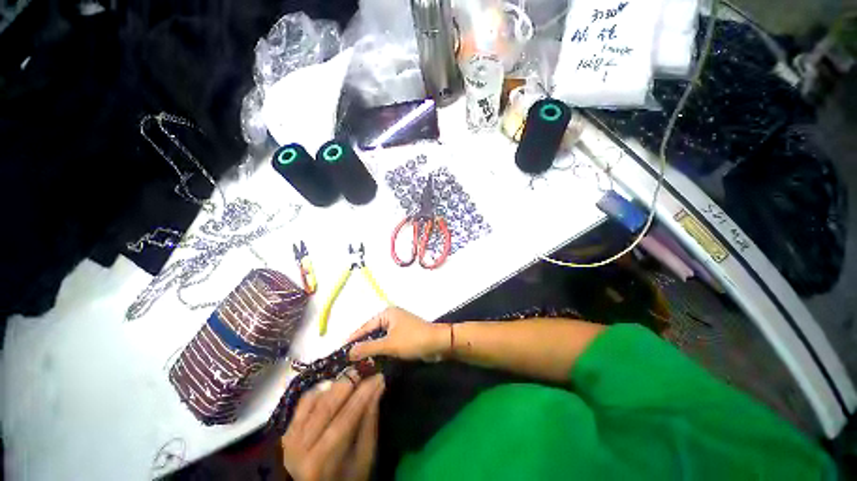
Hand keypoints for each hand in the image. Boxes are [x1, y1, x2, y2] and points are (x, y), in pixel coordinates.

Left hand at [281, 371, 384, 480]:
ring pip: (315, 400)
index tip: (378, 376)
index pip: (346, 419)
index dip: (363, 394)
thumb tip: (378, 386)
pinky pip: (304, 402)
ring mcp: (290, 439)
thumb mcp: (364, 456)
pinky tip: (332, 385)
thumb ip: (370, 421)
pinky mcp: (287, 431)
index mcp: (322, 460)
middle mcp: (301, 448)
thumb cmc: (348, 477)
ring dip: (335, 384)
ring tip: (352, 374)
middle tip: (364, 369)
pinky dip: (319, 389)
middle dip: (348, 383)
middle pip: (327, 406)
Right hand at [348, 307, 449, 360]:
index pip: (365, 327)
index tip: (340, 351)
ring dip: (371, 349)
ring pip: (379, 339)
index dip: (353, 339)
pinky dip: (380, 351)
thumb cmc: (413, 340)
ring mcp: (398, 326)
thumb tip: (348, 352)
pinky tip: (372, 361)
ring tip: (356, 363)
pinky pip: (387, 342)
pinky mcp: (403, 335)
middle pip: (371, 332)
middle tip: (347, 360)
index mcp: (387, 314)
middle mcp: (391, 317)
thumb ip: (368, 347)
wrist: (438, 343)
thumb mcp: (389, 345)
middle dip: (361, 345)